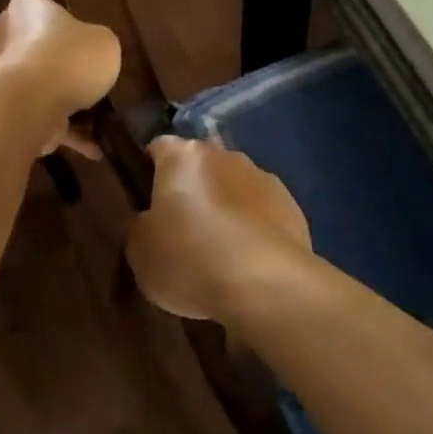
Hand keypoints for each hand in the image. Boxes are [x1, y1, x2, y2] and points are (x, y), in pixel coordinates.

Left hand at [0, 0, 121, 155]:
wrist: (29, 105)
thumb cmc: (68, 58)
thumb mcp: (104, 43)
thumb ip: (97, 44)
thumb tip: (91, 53)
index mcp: (27, 8)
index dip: (46, 5)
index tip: (67, 21)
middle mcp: (6, 37)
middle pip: (31, 42)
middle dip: (55, 58)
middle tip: (86, 71)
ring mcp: (3, 77)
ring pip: (37, 84)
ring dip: (62, 99)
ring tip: (97, 117)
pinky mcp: (7, 111)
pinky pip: (41, 118)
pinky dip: (65, 133)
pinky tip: (94, 149)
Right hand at [126, 136, 311, 319]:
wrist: (266, 285)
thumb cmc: (191, 262)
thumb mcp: (141, 253)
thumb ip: (141, 227)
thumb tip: (151, 220)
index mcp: (182, 157)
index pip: (159, 148)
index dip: (150, 172)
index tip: (147, 201)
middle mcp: (224, 155)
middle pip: (200, 166)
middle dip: (191, 189)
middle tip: (181, 229)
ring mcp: (262, 177)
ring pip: (233, 186)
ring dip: (224, 206)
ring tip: (219, 251)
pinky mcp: (291, 205)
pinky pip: (261, 211)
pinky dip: (253, 227)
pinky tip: (248, 261)